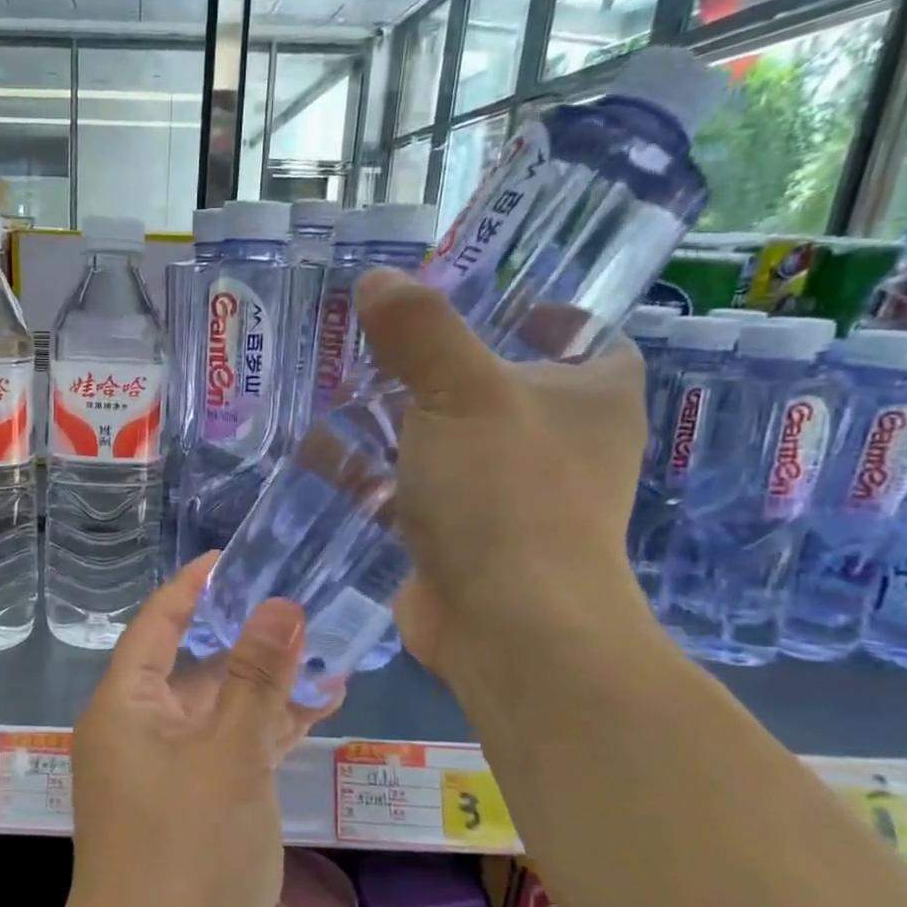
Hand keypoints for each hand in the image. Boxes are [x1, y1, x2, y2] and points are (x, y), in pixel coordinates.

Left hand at [59, 555, 339, 906]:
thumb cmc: (186, 854)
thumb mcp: (230, 756)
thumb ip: (255, 678)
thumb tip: (280, 605)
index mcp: (127, 703)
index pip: (158, 622)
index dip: (194, 586)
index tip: (235, 557)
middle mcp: (137, 728)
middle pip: (192, 664)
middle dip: (245, 638)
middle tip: (302, 605)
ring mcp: (161, 770)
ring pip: (216, 709)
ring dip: (264, 687)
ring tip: (326, 654)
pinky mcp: (186, 806)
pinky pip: (225, 749)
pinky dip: (262, 732)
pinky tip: (312, 713)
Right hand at [354, 268, 652, 692]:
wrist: (508, 627)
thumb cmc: (507, 493)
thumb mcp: (461, 393)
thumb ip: (420, 330)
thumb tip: (377, 280)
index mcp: (589, 395)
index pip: (576, 331)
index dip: (530, 308)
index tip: (468, 293)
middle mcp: (553, 440)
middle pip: (488, 380)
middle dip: (430, 359)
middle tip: (371, 331)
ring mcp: (503, 491)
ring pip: (439, 434)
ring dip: (389, 413)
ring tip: (332, 382)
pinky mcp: (456, 532)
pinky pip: (406, 484)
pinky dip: (367, 467)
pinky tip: (316, 448)